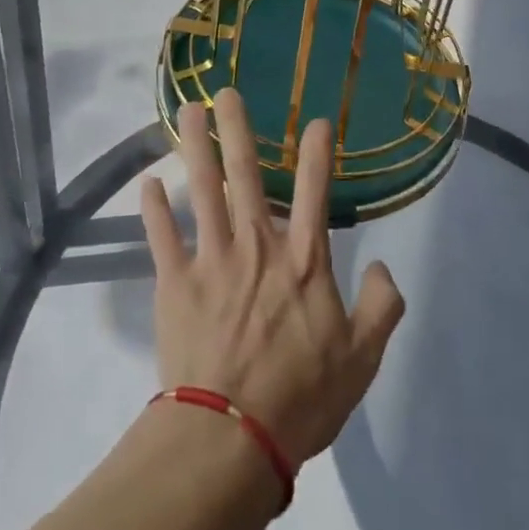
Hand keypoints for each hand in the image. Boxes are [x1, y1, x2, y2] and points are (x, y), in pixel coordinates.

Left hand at [140, 89, 406, 465]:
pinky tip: (147, 182)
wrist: (232, 438)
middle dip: (239, 129)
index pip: (316, 192)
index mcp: (304, 261)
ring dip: (195, 147)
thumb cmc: (302, 398)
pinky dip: (154, 208)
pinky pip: (162, 235)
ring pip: (203, 189)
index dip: (318, 153)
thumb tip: (381, 266)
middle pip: (248, 175)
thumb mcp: (362, 359)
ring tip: (188, 111)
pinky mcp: (175, 282)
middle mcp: (258, 246)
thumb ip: (381, 307)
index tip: (317, 120)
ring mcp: (212, 259)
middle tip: (227, 92)